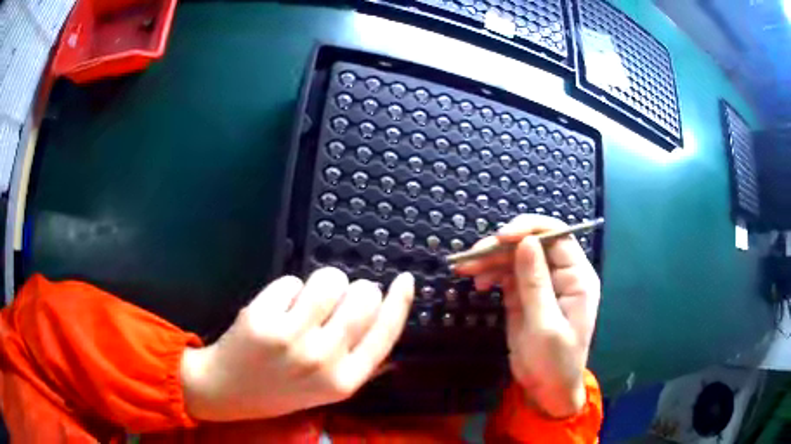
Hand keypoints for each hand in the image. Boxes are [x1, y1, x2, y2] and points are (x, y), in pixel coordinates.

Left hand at [180, 267, 414, 420]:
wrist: (228, 391)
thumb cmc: (282, 389)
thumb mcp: (328, 390)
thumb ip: (363, 366)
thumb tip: (392, 336)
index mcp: (345, 380)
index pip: (386, 333)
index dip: (400, 302)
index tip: (405, 280)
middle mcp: (324, 360)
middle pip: (362, 298)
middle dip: (354, 289)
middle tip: (337, 298)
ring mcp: (291, 339)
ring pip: (329, 280)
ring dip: (322, 283)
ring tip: (306, 300)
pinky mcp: (262, 319)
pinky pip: (291, 282)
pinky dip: (287, 290)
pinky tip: (276, 309)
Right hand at [453, 215, 599, 417]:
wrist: (547, 389)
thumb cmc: (554, 361)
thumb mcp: (545, 325)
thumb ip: (536, 282)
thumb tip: (525, 241)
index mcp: (577, 276)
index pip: (556, 235)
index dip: (528, 229)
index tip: (499, 237)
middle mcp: (561, 274)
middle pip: (531, 243)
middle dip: (501, 246)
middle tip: (471, 258)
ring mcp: (542, 284)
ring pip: (515, 257)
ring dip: (490, 259)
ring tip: (465, 269)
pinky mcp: (525, 295)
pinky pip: (507, 274)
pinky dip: (491, 274)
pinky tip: (478, 283)